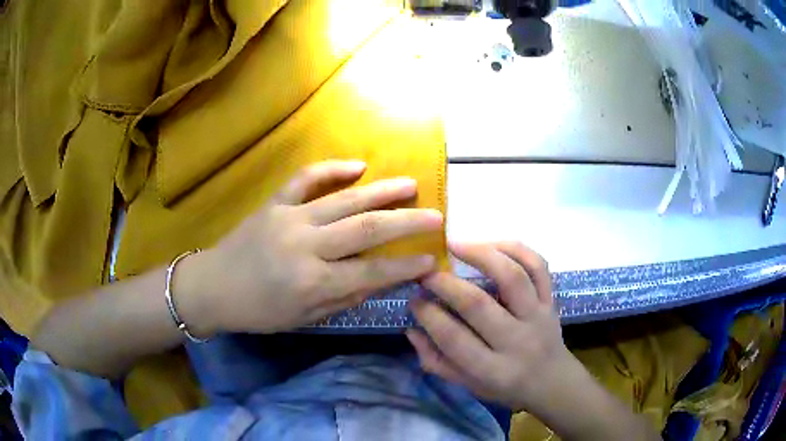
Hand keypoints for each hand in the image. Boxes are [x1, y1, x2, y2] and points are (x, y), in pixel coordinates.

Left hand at [181, 160, 441, 335]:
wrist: (213, 286)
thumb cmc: (259, 312)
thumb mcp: (304, 318)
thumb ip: (345, 297)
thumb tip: (382, 280)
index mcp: (312, 282)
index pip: (372, 272)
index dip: (405, 266)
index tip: (432, 259)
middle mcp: (305, 246)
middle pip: (366, 229)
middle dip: (407, 222)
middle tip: (436, 215)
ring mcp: (289, 218)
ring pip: (344, 200)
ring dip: (382, 191)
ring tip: (411, 184)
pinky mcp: (275, 203)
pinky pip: (305, 178)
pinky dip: (331, 169)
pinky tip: (357, 165)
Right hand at [407, 242, 570, 413]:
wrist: (553, 382)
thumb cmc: (506, 387)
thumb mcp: (469, 385)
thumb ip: (437, 362)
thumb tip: (412, 329)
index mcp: (493, 370)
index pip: (454, 339)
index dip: (428, 315)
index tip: (414, 299)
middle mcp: (518, 341)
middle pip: (479, 304)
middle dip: (445, 283)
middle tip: (426, 271)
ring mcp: (538, 316)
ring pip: (513, 277)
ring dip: (481, 255)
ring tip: (456, 245)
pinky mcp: (551, 300)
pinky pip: (539, 267)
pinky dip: (516, 249)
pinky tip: (493, 245)